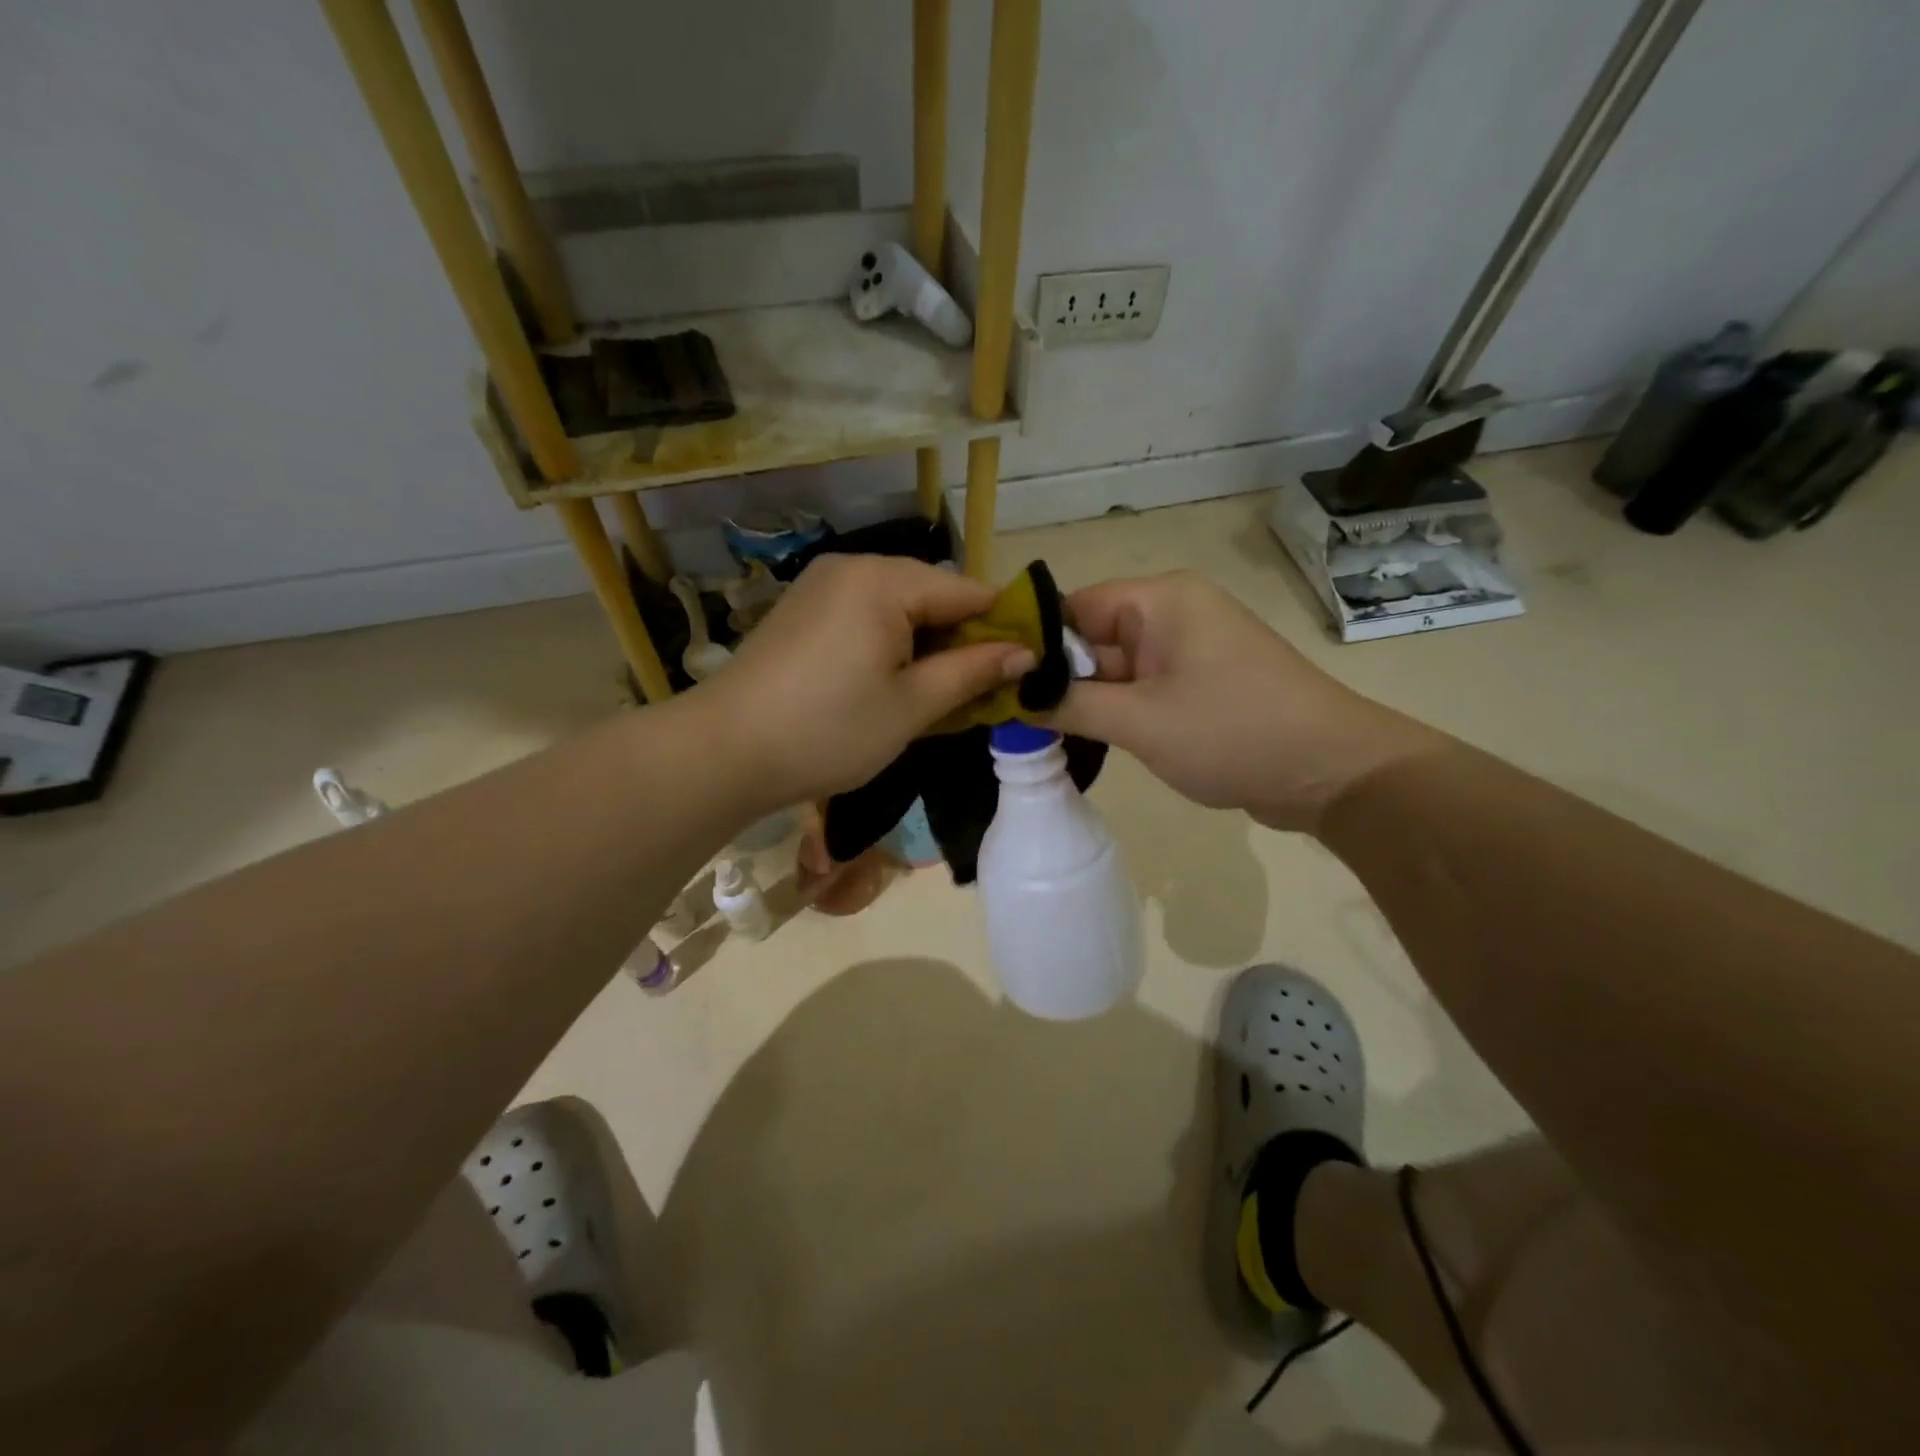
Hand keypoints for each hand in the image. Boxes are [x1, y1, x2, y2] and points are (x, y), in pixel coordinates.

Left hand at [698, 555, 1034, 807]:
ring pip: (900, 607)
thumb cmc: (829, 730)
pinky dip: (890, 644)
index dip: (1003, 629)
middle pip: (934, 594)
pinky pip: (866, 615)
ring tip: (936, 695)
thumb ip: (973, 672)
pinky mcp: (803, 610)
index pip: (970, 590)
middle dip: (962, 640)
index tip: (1023, 670)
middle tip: (979, 693)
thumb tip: (1027, 652)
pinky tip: (891, 684)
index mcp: (885, 580)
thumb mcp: (912, 706)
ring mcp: (822, 586)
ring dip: (927, 645)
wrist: (724, 750)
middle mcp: (854, 567)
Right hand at [1048, 572, 1444, 833]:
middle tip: (1009, 719)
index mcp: (1159, 600)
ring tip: (1038, 733)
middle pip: (1093, 637)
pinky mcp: (1202, 682)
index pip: (1073, 607)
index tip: (996, 684)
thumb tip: (1010, 696)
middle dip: (1057, 678)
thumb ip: (1068, 705)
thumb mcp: (1138, 721)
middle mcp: (1173, 613)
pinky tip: (1087, 739)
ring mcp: (1190, 649)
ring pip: (1117, 667)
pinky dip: (1118, 710)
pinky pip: (1144, 687)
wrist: (1332, 772)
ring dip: (1086, 699)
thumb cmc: (1231, 733)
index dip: (1032, 644)